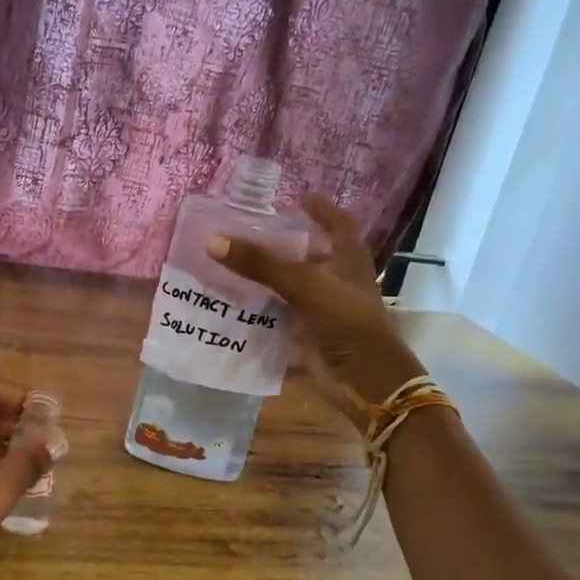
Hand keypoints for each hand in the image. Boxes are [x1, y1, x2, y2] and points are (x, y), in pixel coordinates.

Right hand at [208, 194, 423, 431]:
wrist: (365, 382)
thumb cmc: (347, 322)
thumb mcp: (304, 285)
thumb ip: (261, 264)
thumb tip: (214, 242)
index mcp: (348, 260)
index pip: (338, 224)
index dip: (321, 209)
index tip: (297, 197)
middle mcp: (336, 281)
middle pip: (308, 255)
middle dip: (281, 245)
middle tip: (247, 231)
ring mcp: (322, 310)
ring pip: (289, 287)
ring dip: (264, 278)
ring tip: (229, 263)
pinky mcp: (307, 335)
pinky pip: (278, 317)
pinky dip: (258, 311)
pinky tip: (231, 303)